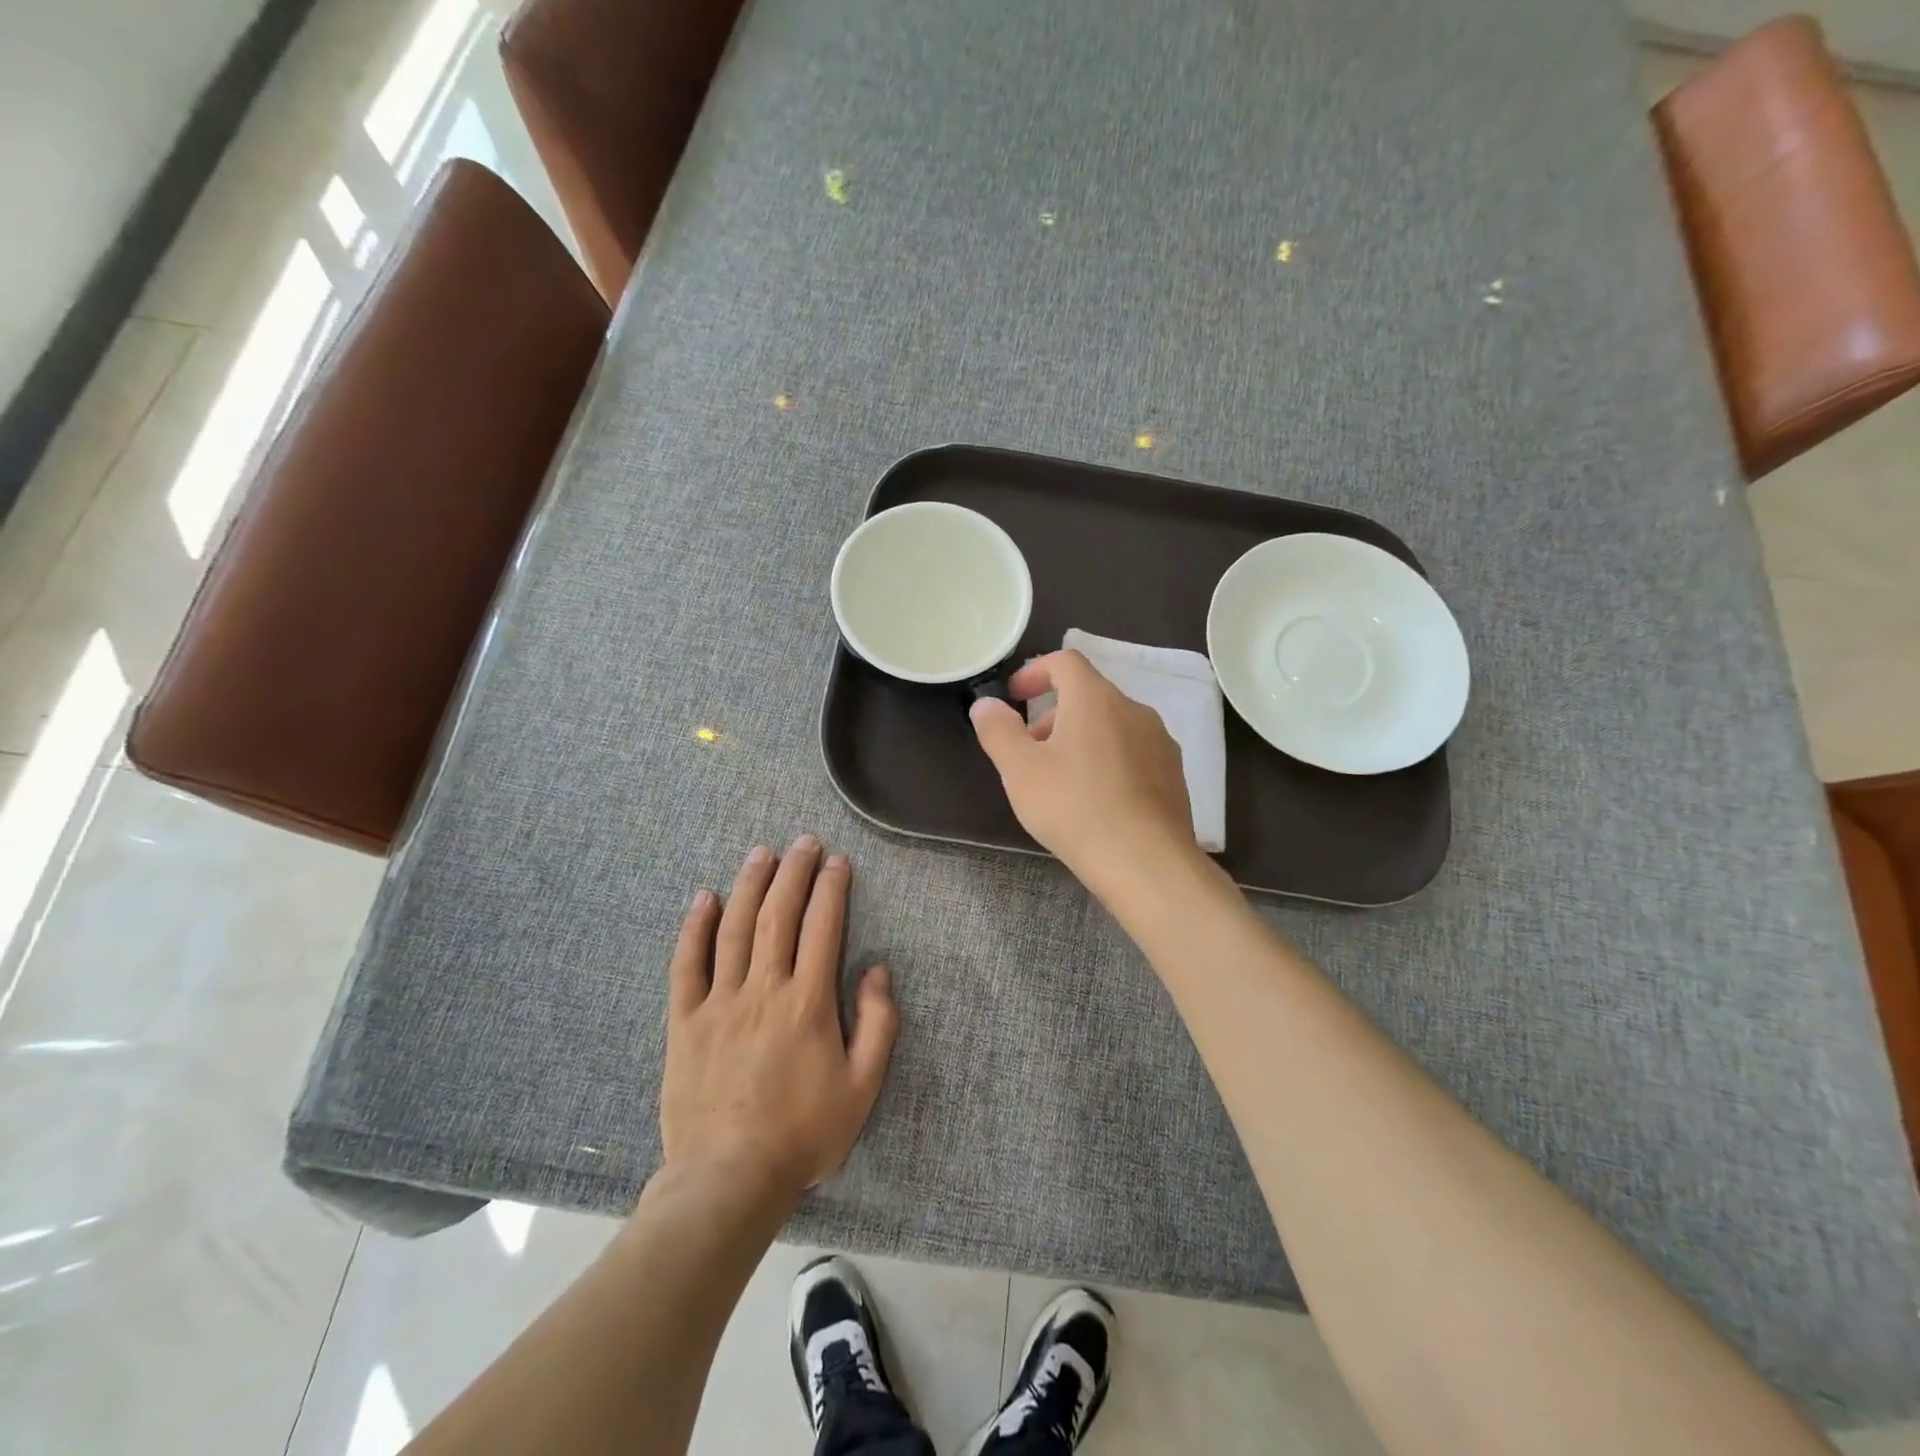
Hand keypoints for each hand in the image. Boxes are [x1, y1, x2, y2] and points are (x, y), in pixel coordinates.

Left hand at [660, 837, 898, 1204]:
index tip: (837, 862)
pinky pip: (687, 965)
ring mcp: (719, 1002)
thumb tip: (878, 970)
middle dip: (793, 873)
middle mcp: (763, 989)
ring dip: (749, 886)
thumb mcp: (863, 1087)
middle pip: (778, 916)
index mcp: (808, 1003)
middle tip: (803, 843)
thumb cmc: (803, 1134)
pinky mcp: (685, 1021)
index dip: (831, 889)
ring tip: (761, 853)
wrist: (728, 1179)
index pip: (822, 928)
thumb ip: (878, 1024)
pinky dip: (695, 928)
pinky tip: (704, 899)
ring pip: (734, 929)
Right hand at [969, 649, 1198, 891]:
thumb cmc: (1075, 808)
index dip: (1035, 671)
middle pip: (1088, 694)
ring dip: (1080, 737)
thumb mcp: (1020, 771)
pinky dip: (1108, 759)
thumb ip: (998, 731)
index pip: (1065, 661)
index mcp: (1095, 699)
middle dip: (1053, 714)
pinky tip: (1096, 800)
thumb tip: (986, 704)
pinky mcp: (1173, 773)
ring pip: (1112, 724)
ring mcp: (1159, 741)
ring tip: (1061, 779)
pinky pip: (1133, 751)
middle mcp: (1134, 709)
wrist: (1146, 863)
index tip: (1015, 697)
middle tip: (1030, 750)